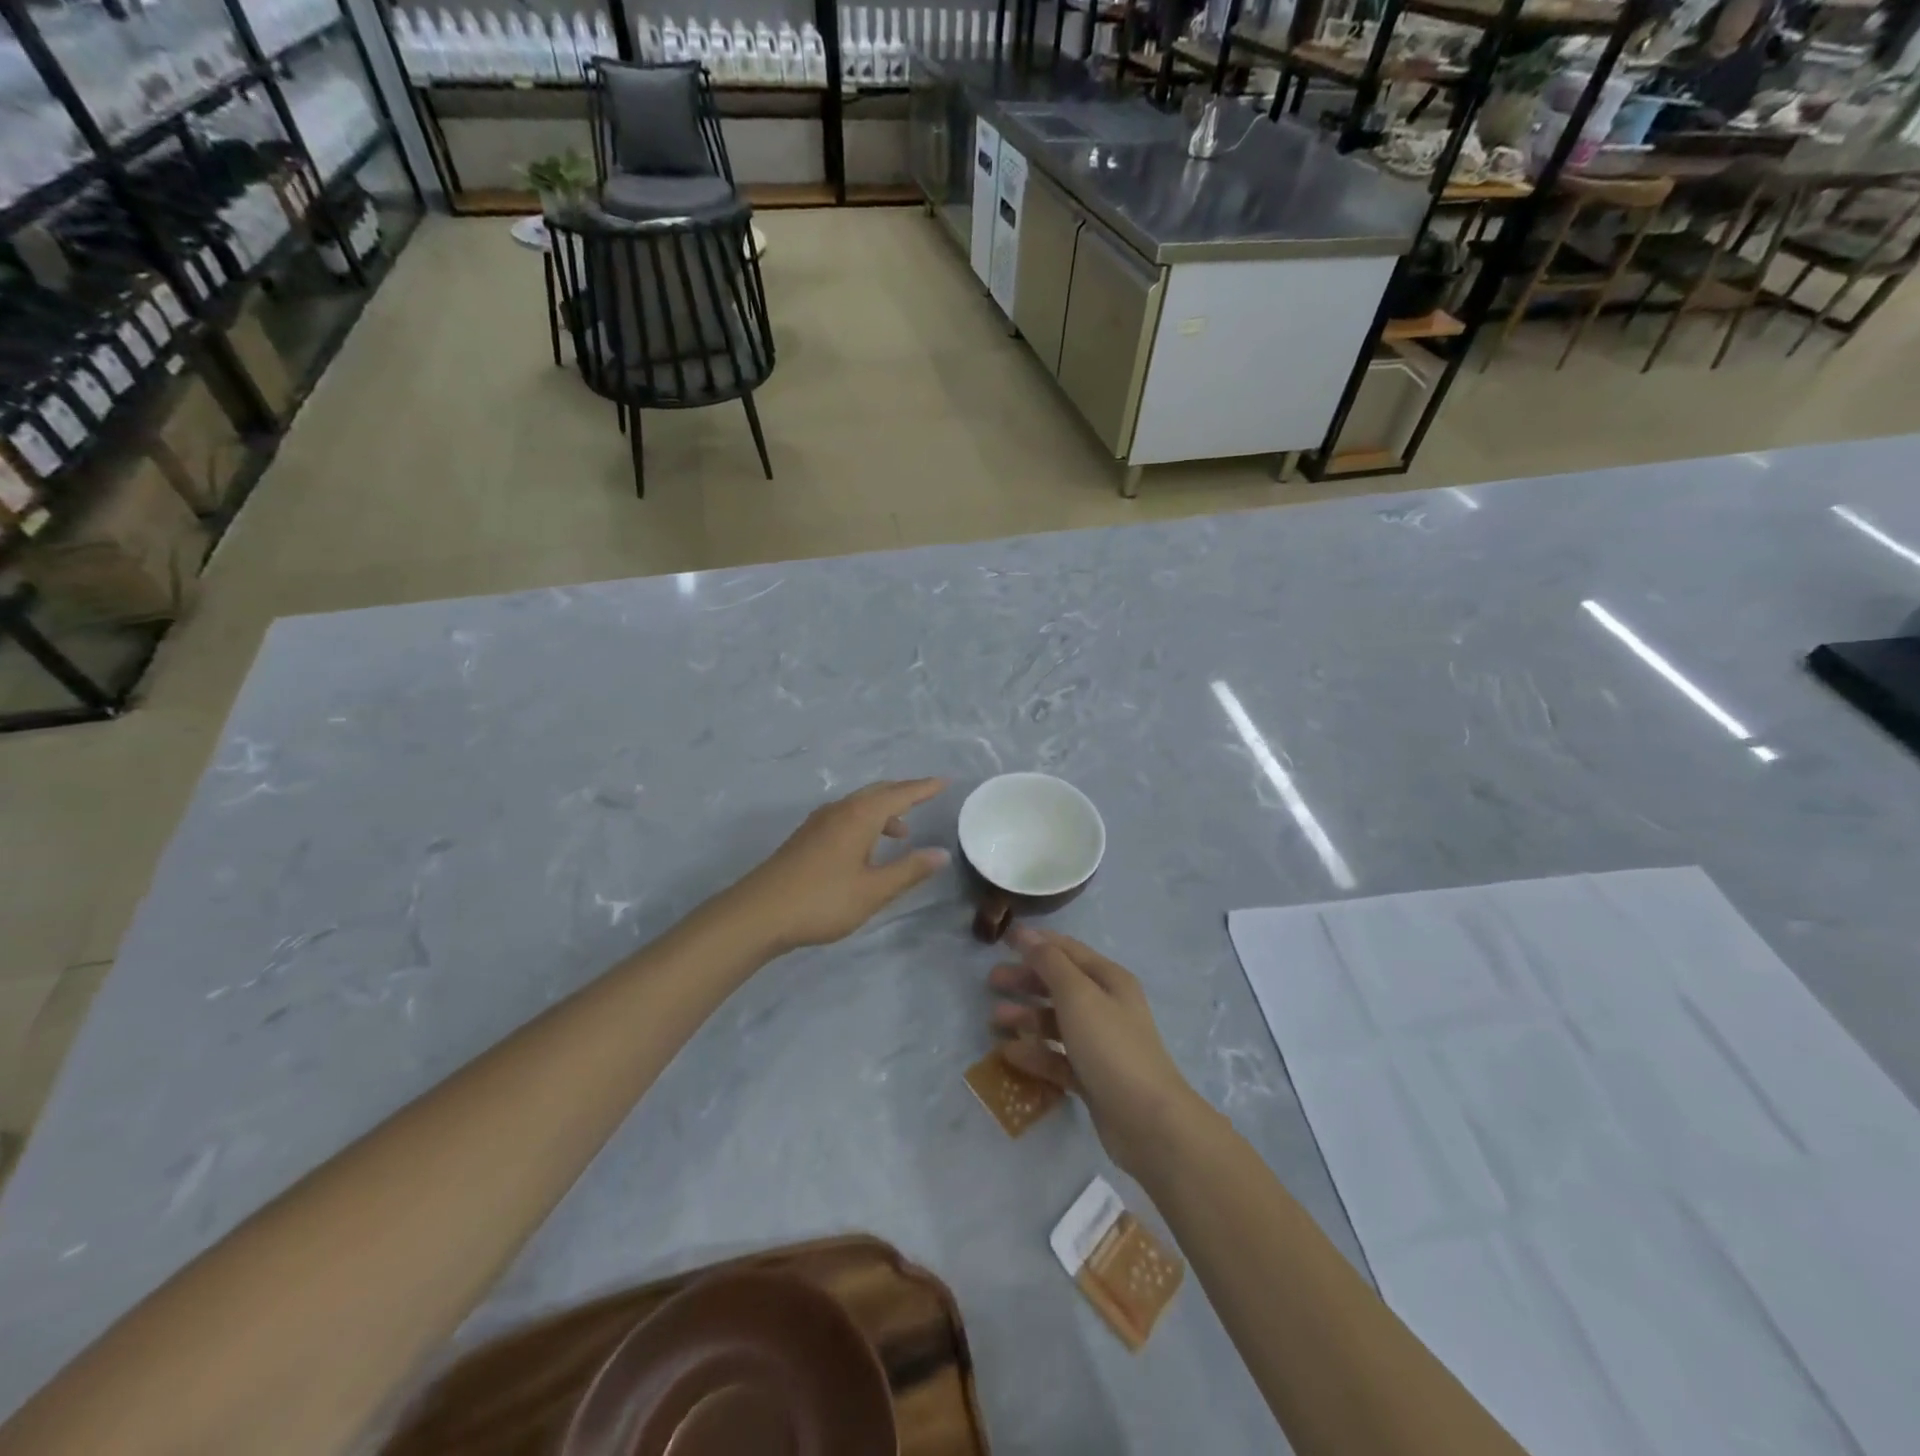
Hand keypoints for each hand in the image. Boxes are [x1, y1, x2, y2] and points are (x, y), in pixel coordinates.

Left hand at [734, 779, 950, 951]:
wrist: (758, 913)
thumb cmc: (822, 901)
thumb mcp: (873, 890)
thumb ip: (909, 870)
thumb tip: (941, 853)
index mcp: (859, 816)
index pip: (900, 794)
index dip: (923, 788)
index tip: (945, 782)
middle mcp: (839, 810)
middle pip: (877, 792)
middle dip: (903, 793)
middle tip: (926, 797)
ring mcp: (818, 822)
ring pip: (859, 804)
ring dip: (883, 811)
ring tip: (901, 833)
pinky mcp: (806, 837)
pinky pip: (845, 816)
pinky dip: (865, 821)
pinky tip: (866, 847)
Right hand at [989, 927, 1205, 1181]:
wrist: (1147, 1121)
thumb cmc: (1111, 1046)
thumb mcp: (1078, 996)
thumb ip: (1050, 963)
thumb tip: (1027, 933)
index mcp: (1109, 980)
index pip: (1068, 951)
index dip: (1036, 943)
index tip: (1002, 940)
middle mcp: (1106, 1006)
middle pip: (1059, 985)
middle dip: (1026, 980)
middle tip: (992, 981)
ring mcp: (1100, 1044)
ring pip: (1056, 1022)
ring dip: (1027, 1017)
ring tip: (995, 1019)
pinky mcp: (1092, 1077)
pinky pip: (1058, 1057)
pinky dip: (1035, 1053)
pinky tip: (1009, 1054)